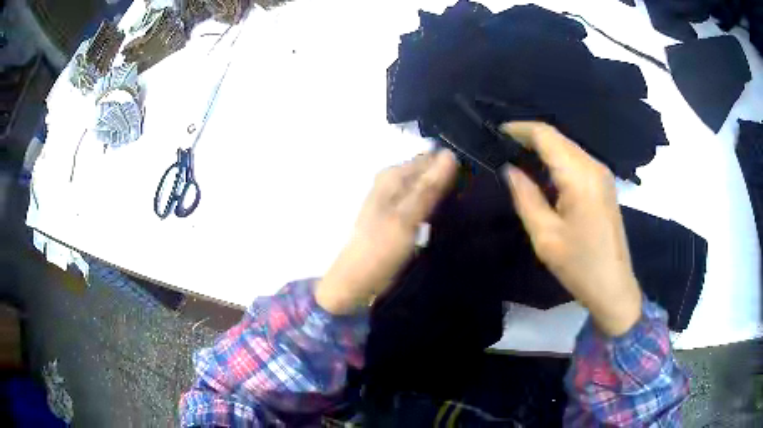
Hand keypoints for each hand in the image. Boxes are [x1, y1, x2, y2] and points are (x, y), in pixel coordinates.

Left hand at [315, 150, 457, 314]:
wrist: (358, 281)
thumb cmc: (380, 249)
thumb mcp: (407, 217)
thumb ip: (428, 187)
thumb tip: (451, 154)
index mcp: (393, 175)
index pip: (431, 158)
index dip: (453, 167)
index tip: (473, 182)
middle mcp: (394, 182)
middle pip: (430, 173)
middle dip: (450, 181)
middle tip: (472, 198)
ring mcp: (397, 200)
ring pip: (429, 189)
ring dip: (445, 196)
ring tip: (466, 209)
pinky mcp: (401, 217)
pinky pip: (425, 205)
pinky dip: (437, 209)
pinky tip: (451, 218)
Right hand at [500, 122, 641, 336]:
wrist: (613, 286)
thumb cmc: (579, 265)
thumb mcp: (545, 235)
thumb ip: (525, 196)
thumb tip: (510, 169)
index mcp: (579, 176)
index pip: (546, 135)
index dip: (519, 129)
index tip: (495, 134)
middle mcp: (593, 166)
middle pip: (557, 137)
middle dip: (529, 137)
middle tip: (502, 148)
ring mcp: (602, 174)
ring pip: (567, 147)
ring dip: (542, 148)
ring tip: (516, 158)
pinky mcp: (604, 184)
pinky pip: (576, 160)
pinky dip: (556, 160)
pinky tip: (542, 174)